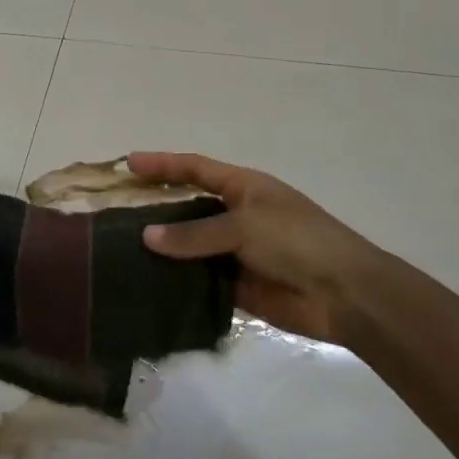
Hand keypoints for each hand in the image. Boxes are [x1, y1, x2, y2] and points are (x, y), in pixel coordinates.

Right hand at [127, 152, 384, 345]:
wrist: (344, 294)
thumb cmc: (298, 242)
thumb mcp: (244, 227)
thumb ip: (194, 234)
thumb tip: (146, 237)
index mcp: (244, 188)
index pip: (195, 169)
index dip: (163, 165)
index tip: (128, 163)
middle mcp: (236, 215)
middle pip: (187, 207)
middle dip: (154, 207)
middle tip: (114, 211)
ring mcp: (235, 251)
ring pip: (189, 245)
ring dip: (161, 247)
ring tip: (119, 248)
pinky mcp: (235, 284)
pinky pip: (197, 278)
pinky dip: (175, 278)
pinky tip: (145, 281)